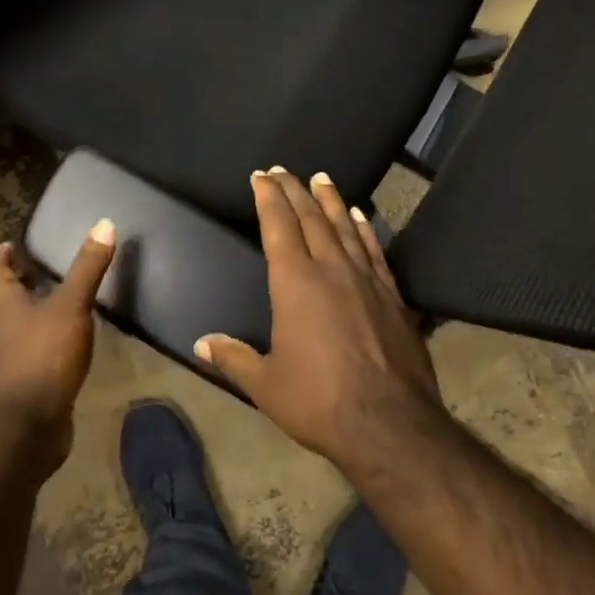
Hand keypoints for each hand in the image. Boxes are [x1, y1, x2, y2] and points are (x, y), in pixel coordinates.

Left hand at [0, 220, 114, 454]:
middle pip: (10, 299)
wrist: (28, 427)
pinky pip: (45, 351)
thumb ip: (87, 268)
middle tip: (45, 265)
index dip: (2, 256)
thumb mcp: (70, 306)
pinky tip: (78, 338)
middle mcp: (9, 329)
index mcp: (8, 306)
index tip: (12, 243)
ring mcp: (21, 358)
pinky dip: (57, 339)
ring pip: (28, 325)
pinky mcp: (37, 382)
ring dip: (42, 310)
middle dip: (24, 281)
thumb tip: (104, 224)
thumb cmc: (43, 356)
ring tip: (69, 296)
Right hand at [195, 170, 443, 471]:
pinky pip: (375, 250)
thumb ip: (233, 358)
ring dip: (330, 199)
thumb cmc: (318, 401)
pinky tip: (360, 215)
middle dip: (294, 190)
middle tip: (283, 171)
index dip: (268, 198)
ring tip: (321, 178)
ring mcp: (365, 279)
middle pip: (311, 217)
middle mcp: (331, 269)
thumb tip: (201, 343)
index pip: (278, 226)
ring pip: (344, 226)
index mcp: (295, 283)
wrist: (389, 424)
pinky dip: (365, 228)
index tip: (261, 177)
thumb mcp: (266, 385)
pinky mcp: (392, 295)